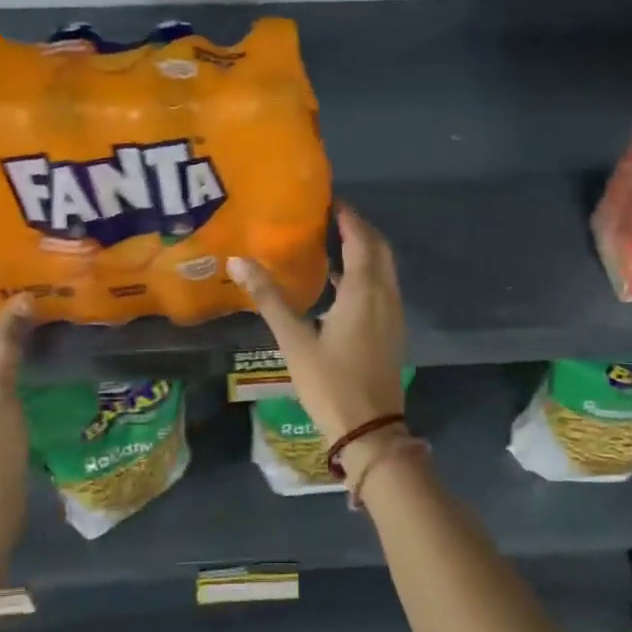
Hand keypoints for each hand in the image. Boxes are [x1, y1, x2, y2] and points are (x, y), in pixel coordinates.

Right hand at [229, 205, 406, 458]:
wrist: (370, 430)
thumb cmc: (331, 383)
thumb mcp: (295, 341)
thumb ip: (270, 299)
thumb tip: (239, 261)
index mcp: (364, 291)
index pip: (360, 238)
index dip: (347, 216)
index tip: (326, 201)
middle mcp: (385, 295)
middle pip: (378, 248)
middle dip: (358, 229)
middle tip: (328, 218)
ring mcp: (392, 315)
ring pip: (384, 269)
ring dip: (364, 251)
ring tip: (331, 243)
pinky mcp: (392, 331)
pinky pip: (382, 288)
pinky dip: (366, 273)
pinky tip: (338, 285)